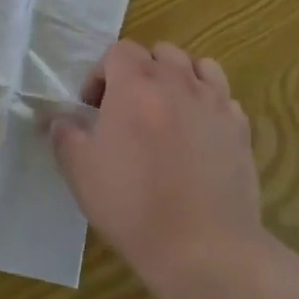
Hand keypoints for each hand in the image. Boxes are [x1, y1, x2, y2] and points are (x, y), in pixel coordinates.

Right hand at [51, 40, 262, 285]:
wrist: (203, 248)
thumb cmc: (133, 206)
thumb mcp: (80, 172)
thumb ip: (64, 135)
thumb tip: (58, 119)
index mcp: (135, 84)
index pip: (118, 50)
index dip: (101, 73)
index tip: (93, 107)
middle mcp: (177, 82)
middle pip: (160, 52)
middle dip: (141, 71)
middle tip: (128, 107)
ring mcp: (214, 102)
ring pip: (198, 66)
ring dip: (180, 78)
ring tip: (168, 110)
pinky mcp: (240, 128)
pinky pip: (223, 97)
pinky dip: (209, 103)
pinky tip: (199, 133)